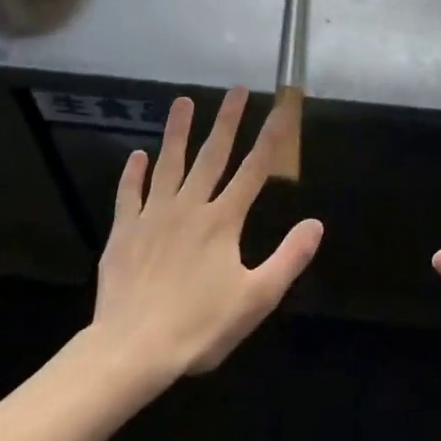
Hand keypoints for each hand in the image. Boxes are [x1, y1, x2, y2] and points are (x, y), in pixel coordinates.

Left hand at [79, 89, 321, 393]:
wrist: (131, 350)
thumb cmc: (199, 327)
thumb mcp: (256, 299)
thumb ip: (288, 258)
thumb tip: (316, 223)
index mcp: (223, 221)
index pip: (254, 170)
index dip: (271, 137)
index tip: (281, 107)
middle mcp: (190, 207)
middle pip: (212, 156)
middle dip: (227, 121)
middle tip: (235, 89)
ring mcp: (154, 216)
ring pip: (169, 164)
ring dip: (177, 132)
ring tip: (182, 101)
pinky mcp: (125, 232)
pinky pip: (129, 195)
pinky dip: (133, 174)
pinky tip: (137, 155)